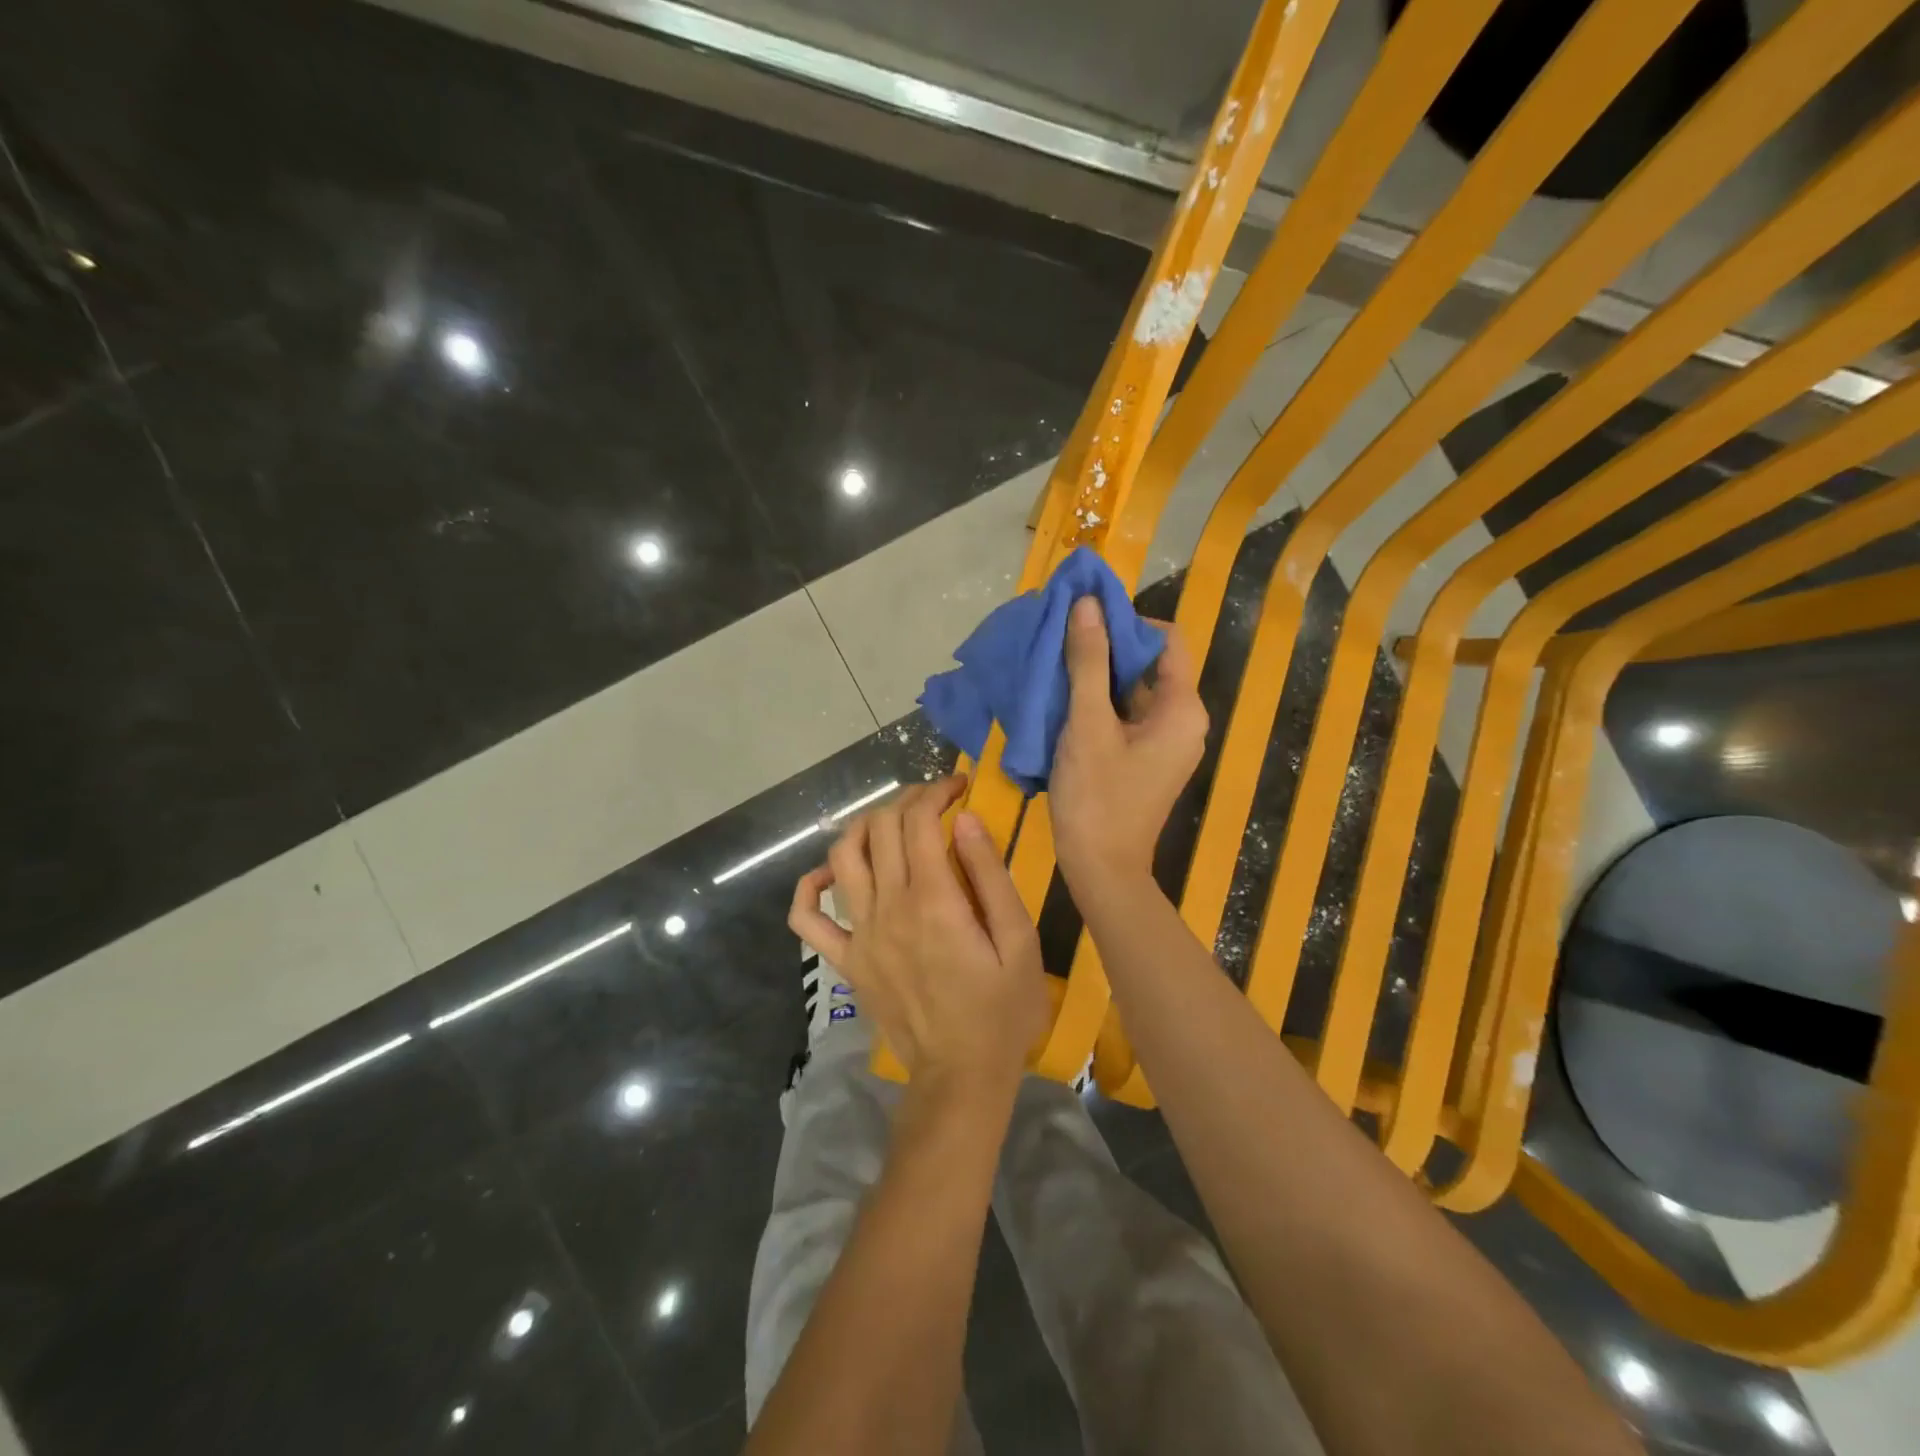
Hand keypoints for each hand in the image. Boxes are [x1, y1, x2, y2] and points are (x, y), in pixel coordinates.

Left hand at [789, 775, 1049, 1098]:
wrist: (961, 1076)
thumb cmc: (1002, 1009)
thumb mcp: (1018, 941)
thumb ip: (990, 875)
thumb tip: (964, 819)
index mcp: (933, 900)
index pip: (919, 821)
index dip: (937, 791)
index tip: (959, 785)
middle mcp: (888, 908)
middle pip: (881, 829)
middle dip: (907, 800)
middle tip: (934, 801)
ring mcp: (859, 935)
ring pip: (843, 857)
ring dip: (864, 826)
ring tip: (892, 824)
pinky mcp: (845, 961)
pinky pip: (806, 919)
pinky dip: (810, 887)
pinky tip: (832, 874)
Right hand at [1049, 596, 1207, 894]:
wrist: (1101, 870)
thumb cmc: (1097, 797)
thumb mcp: (1087, 725)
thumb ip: (1088, 662)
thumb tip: (1088, 603)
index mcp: (1182, 709)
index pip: (1166, 639)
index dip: (1128, 622)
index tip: (1083, 620)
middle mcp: (1182, 720)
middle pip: (1149, 664)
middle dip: (1106, 648)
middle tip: (1060, 640)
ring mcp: (1163, 742)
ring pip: (1132, 691)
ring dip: (1097, 675)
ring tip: (1054, 666)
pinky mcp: (1144, 759)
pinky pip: (1124, 716)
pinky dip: (1097, 703)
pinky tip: (1061, 700)